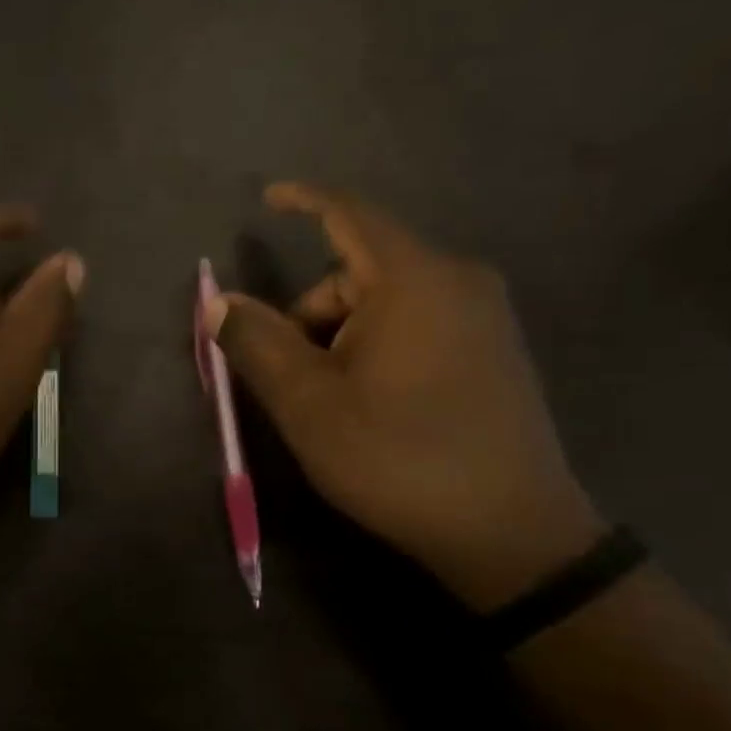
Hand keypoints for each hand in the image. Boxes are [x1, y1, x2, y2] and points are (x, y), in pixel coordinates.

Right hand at [205, 182, 604, 609]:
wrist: (511, 534)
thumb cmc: (397, 458)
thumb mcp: (309, 403)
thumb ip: (257, 343)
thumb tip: (218, 302)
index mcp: (414, 280)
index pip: (349, 215)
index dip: (304, 200)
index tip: (267, 197)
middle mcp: (457, 281)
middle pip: (358, 271)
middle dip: (311, 314)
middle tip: (291, 377)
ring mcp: (483, 316)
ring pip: (385, 302)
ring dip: (342, 337)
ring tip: (333, 402)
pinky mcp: (494, 350)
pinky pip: (417, 323)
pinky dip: (376, 346)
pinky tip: (371, 402)